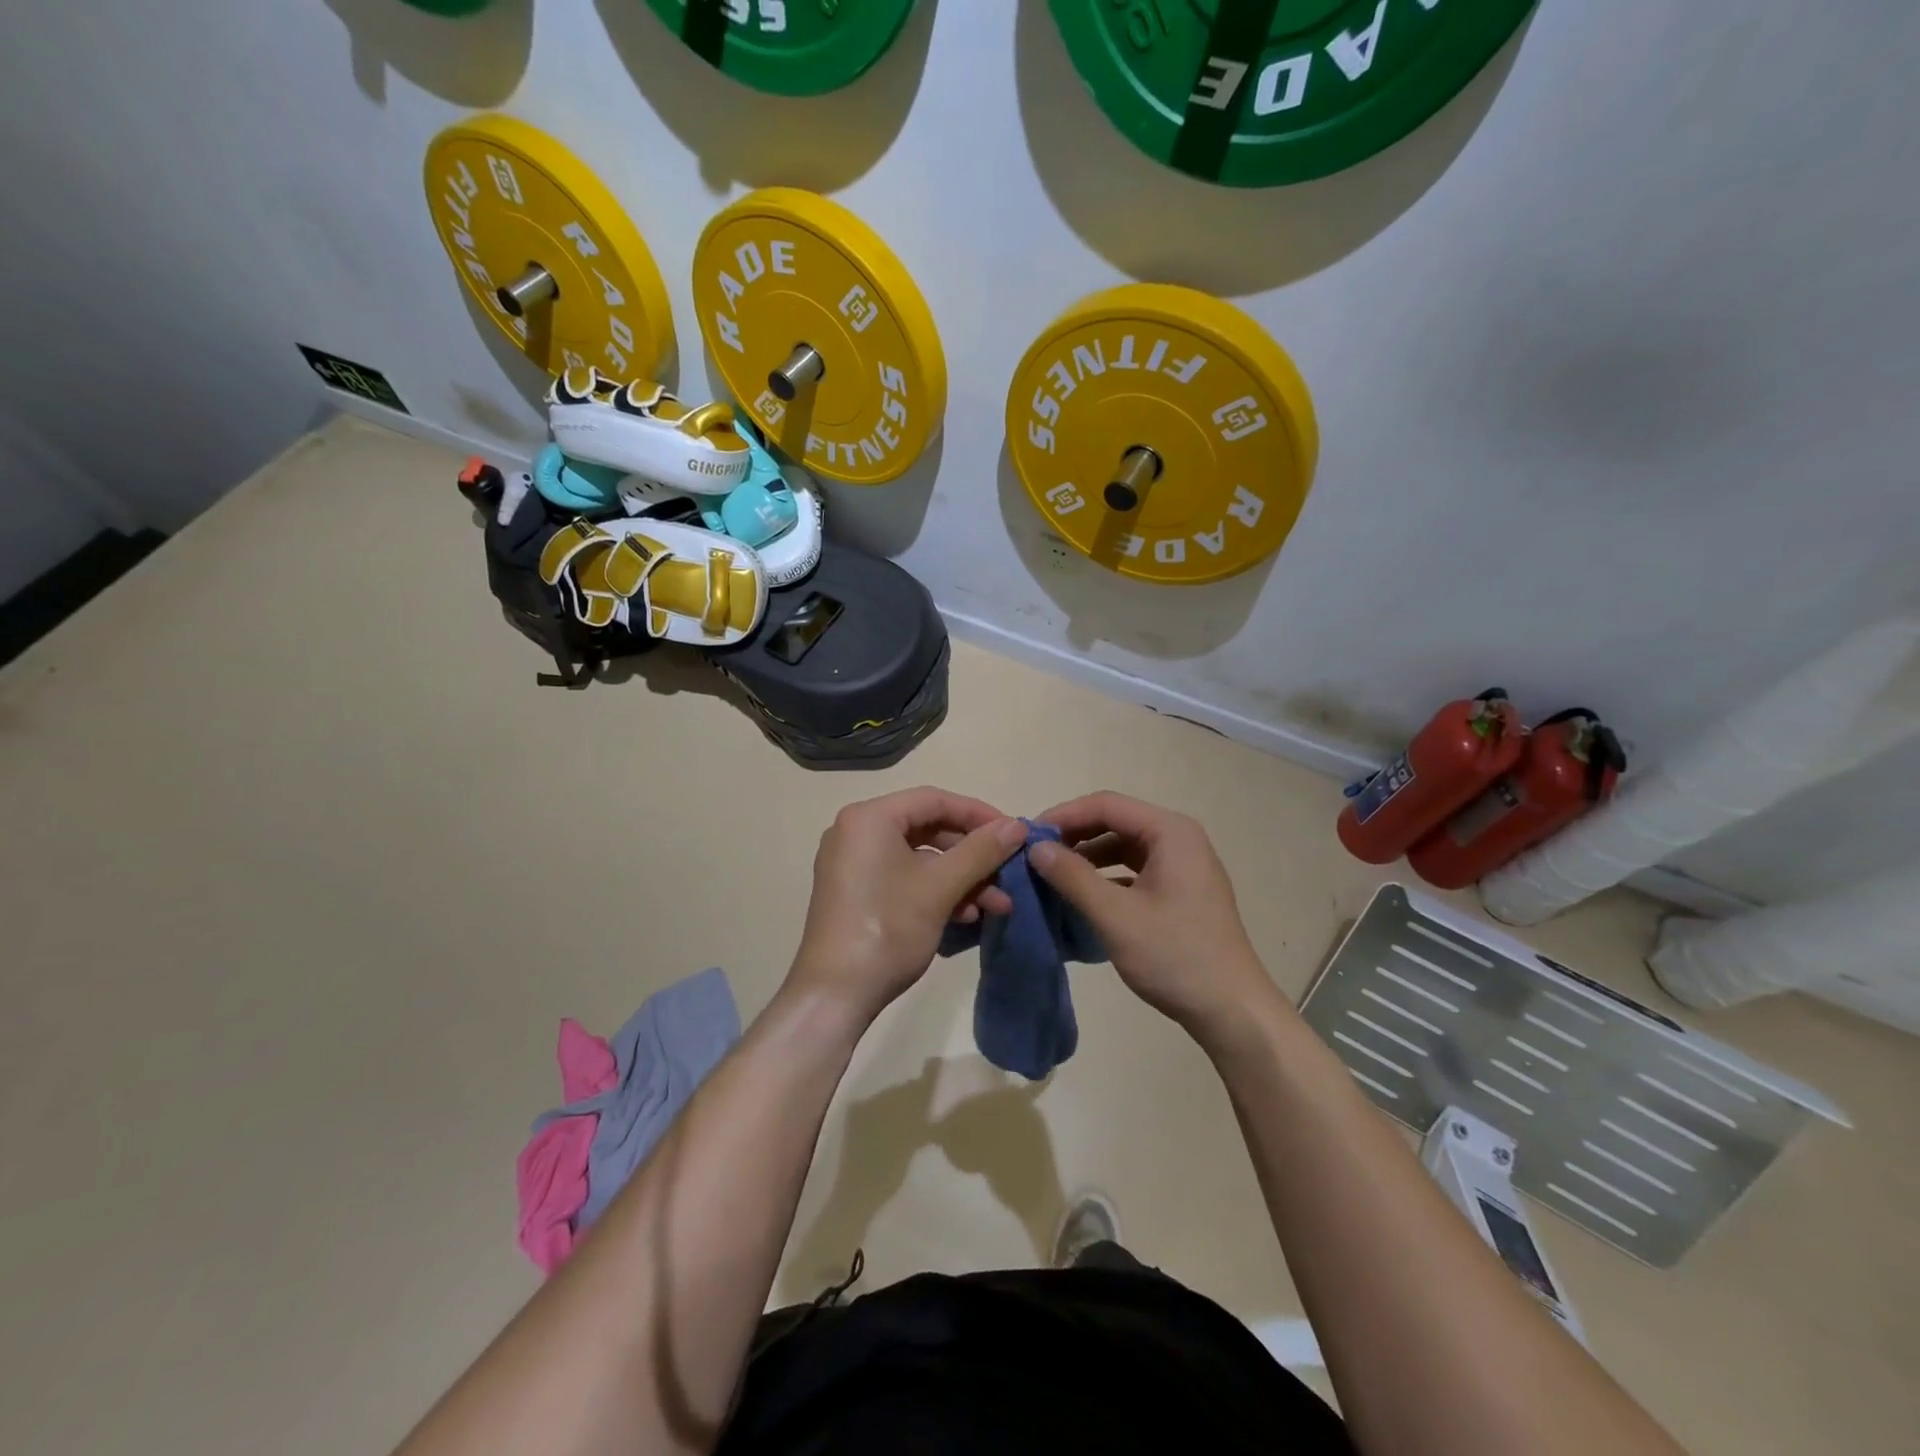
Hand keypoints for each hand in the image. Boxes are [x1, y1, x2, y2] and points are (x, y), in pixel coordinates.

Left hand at [786, 788, 1026, 1030]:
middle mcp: (856, 832)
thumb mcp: (941, 887)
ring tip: (998, 905)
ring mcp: (853, 864)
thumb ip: (982, 851)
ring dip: (961, 878)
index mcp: (869, 818)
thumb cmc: (888, 929)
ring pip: (920, 858)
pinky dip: (936, 891)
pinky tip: (967, 915)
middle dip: (973, 854)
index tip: (1014, 833)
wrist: (834, 995)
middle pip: (928, 828)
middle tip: (1008, 870)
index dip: (978, 814)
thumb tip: (1017, 825)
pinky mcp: (856, 892)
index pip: (934, 799)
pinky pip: (904, 878)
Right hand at [1030, 791, 1273, 1038]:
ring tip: (1052, 875)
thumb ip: (1073, 877)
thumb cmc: (1175, 956)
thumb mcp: (1115, 916)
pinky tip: (1082, 896)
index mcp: (1170, 832)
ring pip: (1124, 846)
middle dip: (1074, 835)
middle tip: (1035, 855)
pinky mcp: (1181, 890)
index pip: (1106, 805)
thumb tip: (1036, 847)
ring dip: (1088, 856)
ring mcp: (1183, 865)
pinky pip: (1135, 869)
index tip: (1027, 837)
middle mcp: (1180, 839)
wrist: (1232, 1010)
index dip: (1063, 816)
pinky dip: (1106, 876)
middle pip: (1115, 821)